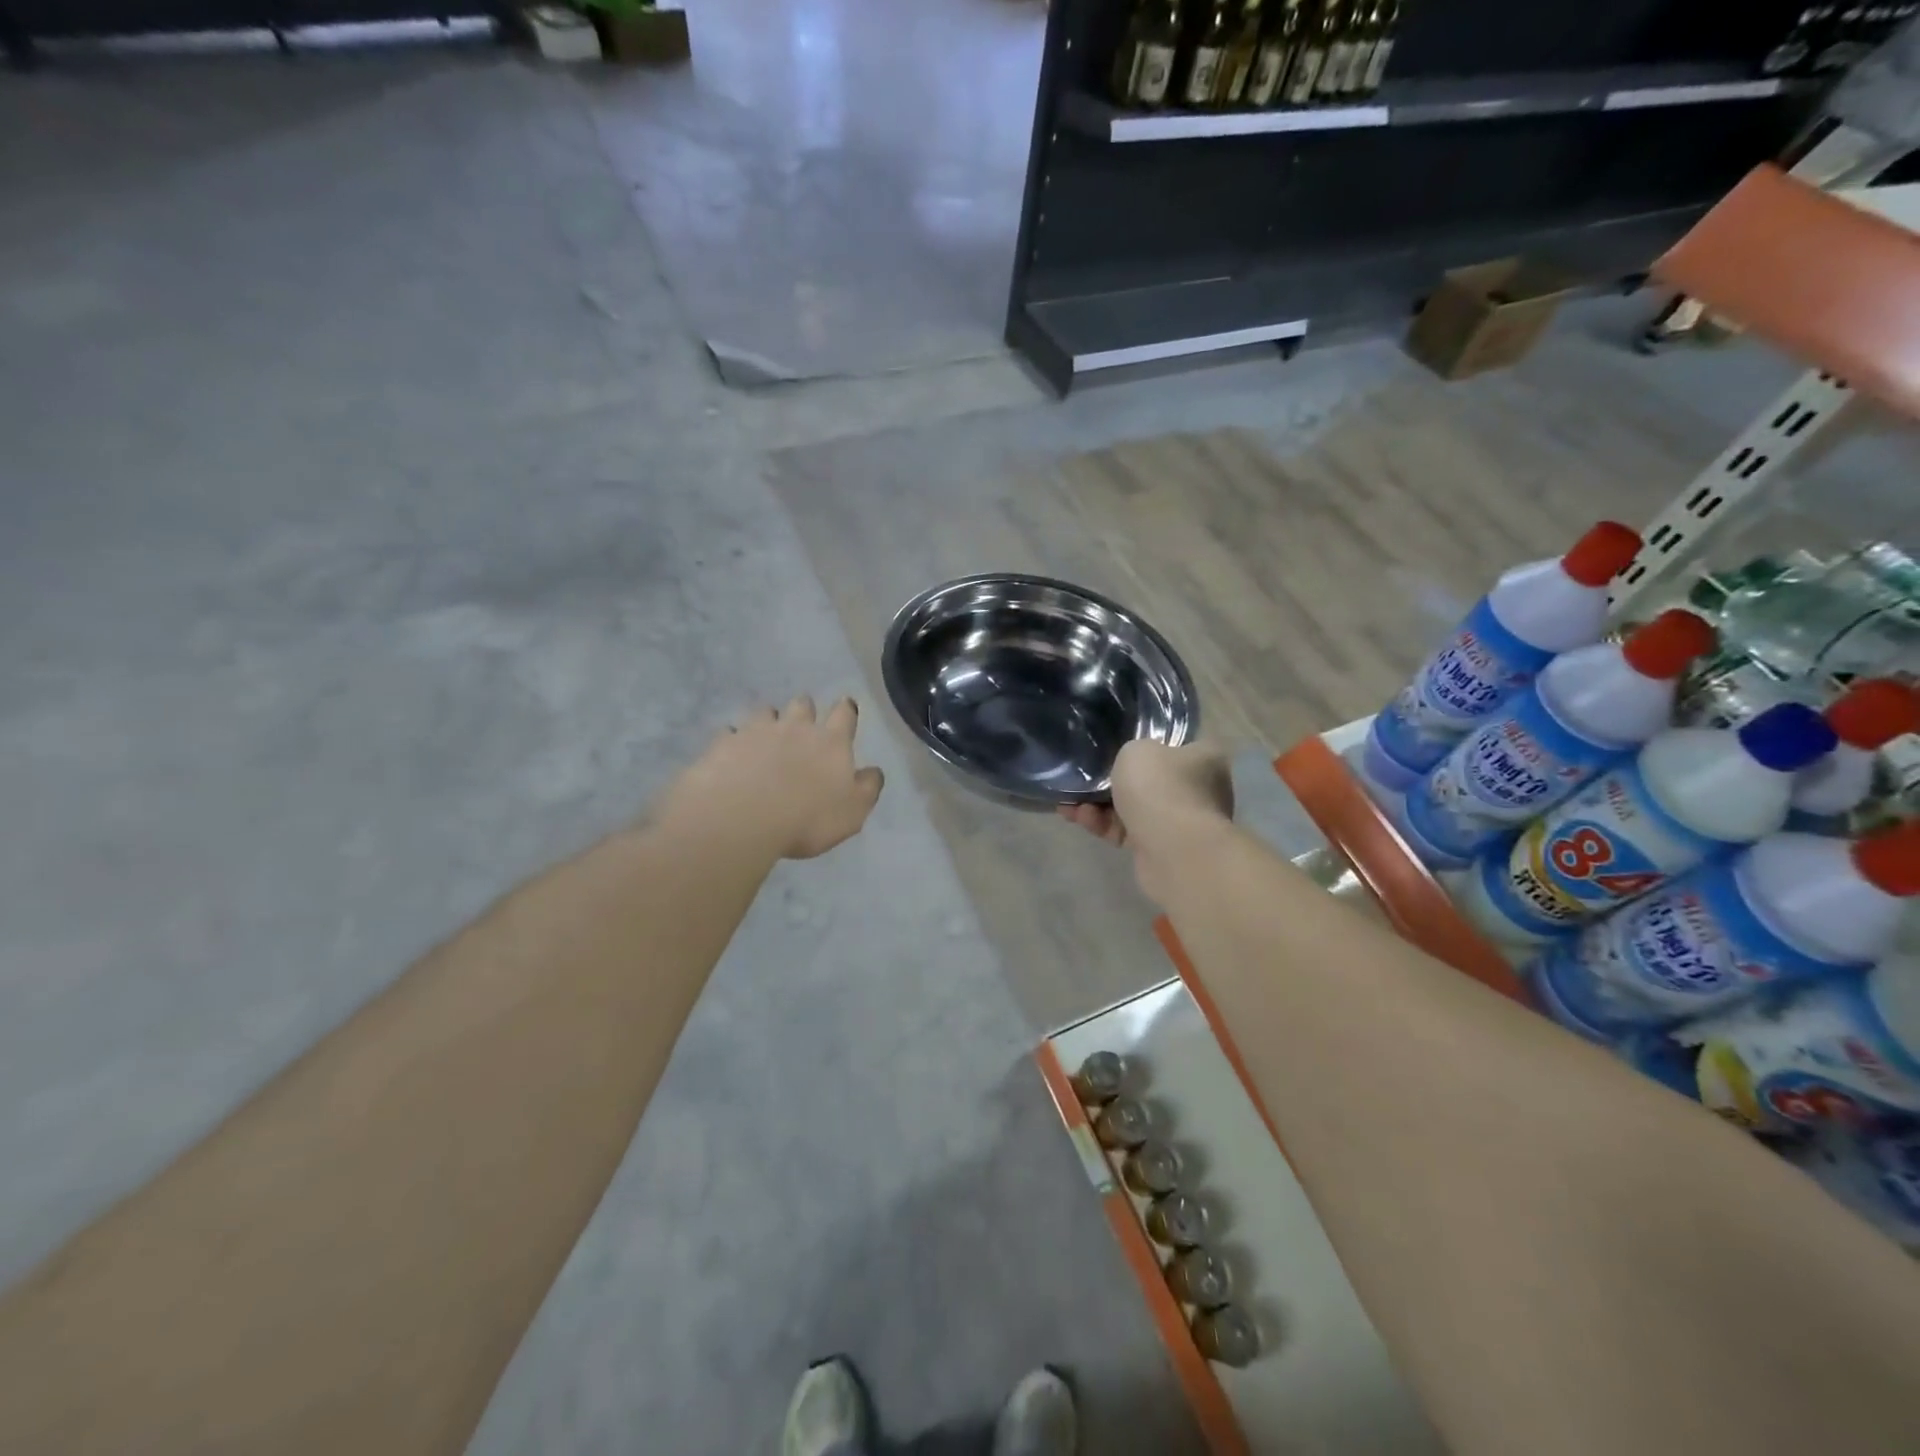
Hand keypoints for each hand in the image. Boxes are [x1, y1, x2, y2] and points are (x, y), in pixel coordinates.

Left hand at [662, 696, 884, 860]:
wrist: (740, 819)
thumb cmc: (807, 818)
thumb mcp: (852, 813)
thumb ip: (867, 789)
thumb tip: (873, 771)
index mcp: (831, 742)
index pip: (844, 714)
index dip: (846, 710)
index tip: (846, 708)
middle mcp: (795, 728)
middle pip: (803, 705)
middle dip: (805, 710)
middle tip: (803, 725)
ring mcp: (755, 732)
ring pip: (765, 712)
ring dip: (768, 721)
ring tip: (765, 738)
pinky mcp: (723, 744)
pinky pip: (729, 734)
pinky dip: (733, 741)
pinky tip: (732, 755)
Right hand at [1060, 740, 1232, 903]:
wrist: (1173, 851)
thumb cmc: (1161, 788)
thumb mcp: (1138, 750)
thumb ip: (1132, 751)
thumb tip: (1133, 764)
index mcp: (1204, 757)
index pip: (1176, 743)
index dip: (1145, 744)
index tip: (1117, 747)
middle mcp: (1200, 789)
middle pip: (1151, 779)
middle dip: (1112, 780)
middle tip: (1084, 777)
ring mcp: (1182, 822)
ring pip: (1135, 807)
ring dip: (1100, 805)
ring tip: (1069, 801)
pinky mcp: (1162, 849)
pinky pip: (1127, 831)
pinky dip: (1103, 825)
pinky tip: (1076, 817)